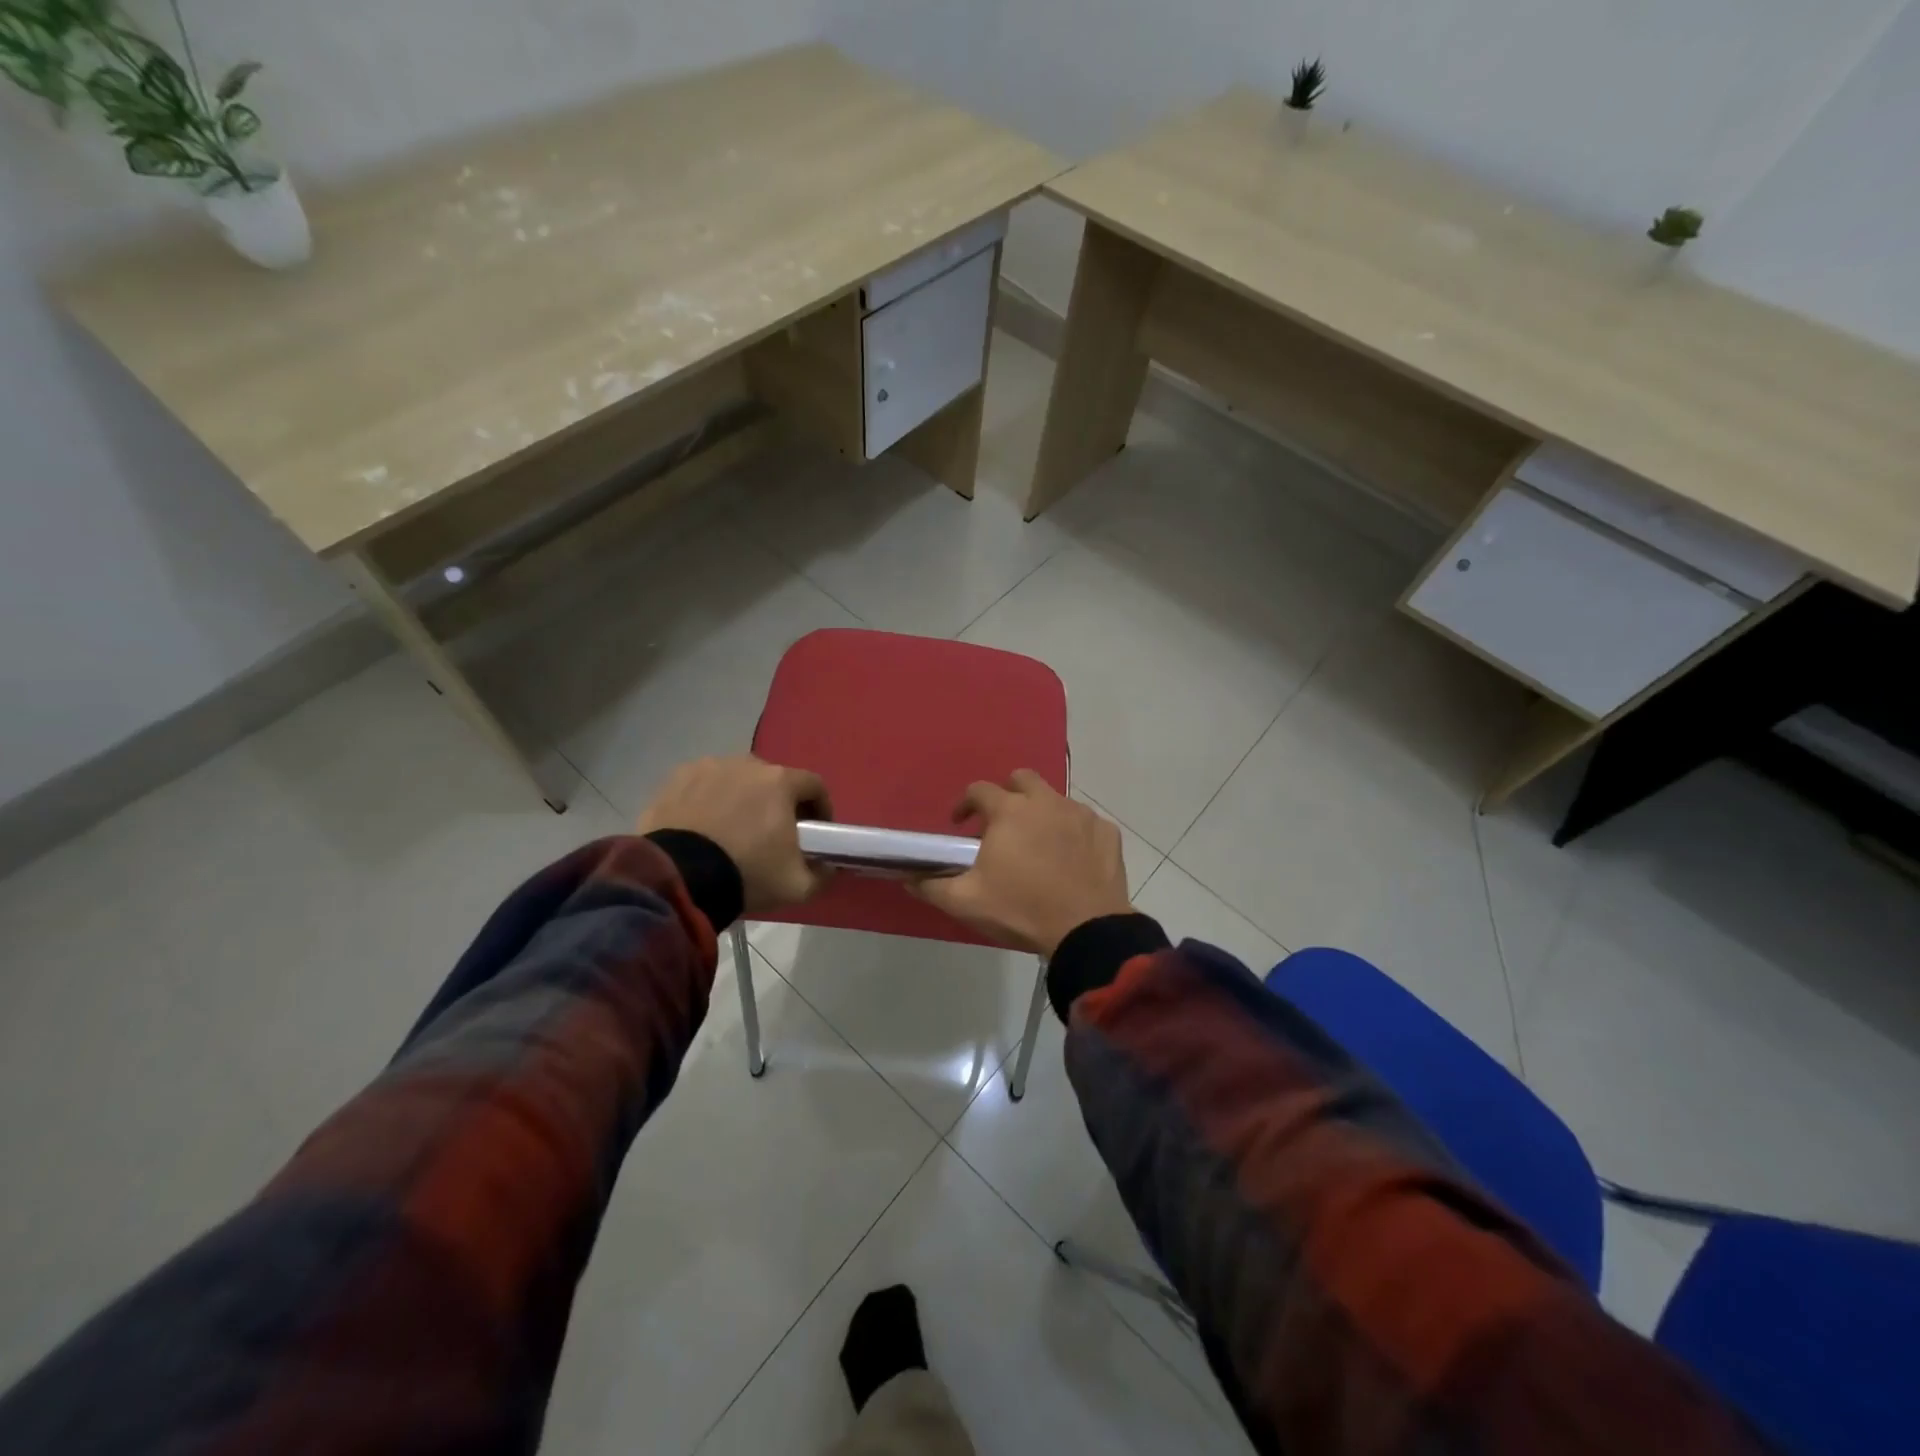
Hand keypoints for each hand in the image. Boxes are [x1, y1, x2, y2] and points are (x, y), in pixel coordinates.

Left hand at [638, 756, 831, 914]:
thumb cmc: (747, 873)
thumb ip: (822, 874)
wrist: (678, 878)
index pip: (815, 786)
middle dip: (779, 803)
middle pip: (774, 780)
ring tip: (734, 831)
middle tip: (774, 834)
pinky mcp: (676, 779)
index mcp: (781, 781)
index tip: (817, 831)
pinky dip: (709, 801)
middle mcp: (747, 765)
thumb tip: (828, 867)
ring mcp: (708, 767)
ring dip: (743, 799)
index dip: (820, 808)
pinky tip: (703, 827)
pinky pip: (704, 786)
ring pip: (737, 780)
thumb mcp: (797, 886)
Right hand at [912, 770, 1131, 956]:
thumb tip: (909, 878)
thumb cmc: (1021, 910)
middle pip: (1022, 779)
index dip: (965, 804)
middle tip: (1001, 824)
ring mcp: (1080, 814)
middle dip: (1008, 794)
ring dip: (1041, 813)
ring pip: (1056, 799)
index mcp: (1009, 810)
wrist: (1086, 930)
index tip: (960, 824)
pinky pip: (1085, 822)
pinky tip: (1071, 858)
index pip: (979, 790)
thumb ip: (933, 886)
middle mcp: (1046, 801)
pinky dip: (1074, 833)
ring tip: (1037, 844)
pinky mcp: (1106, 832)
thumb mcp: (967, 902)